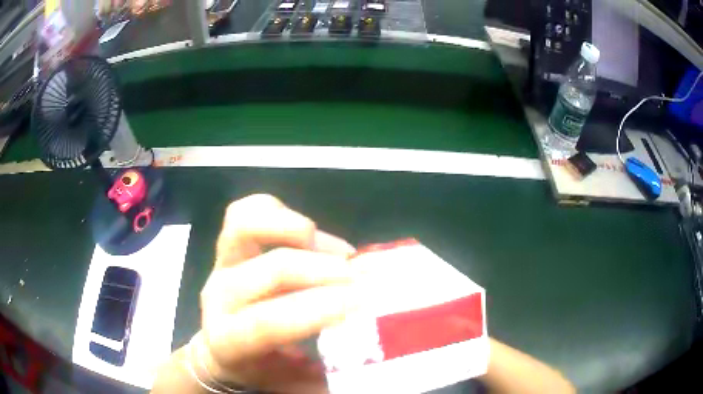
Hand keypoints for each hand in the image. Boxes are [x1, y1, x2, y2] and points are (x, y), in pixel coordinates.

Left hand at [189, 195, 356, 392]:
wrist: (221, 349)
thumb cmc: (258, 369)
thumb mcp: (291, 383)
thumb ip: (326, 376)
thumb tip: (371, 359)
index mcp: (229, 339)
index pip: (268, 322)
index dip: (315, 309)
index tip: (362, 301)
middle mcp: (219, 295)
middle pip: (271, 269)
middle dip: (326, 271)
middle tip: (366, 278)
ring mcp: (221, 264)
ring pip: (246, 224)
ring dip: (299, 231)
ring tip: (339, 252)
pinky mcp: (228, 245)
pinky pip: (247, 210)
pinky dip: (280, 212)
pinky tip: (309, 235)